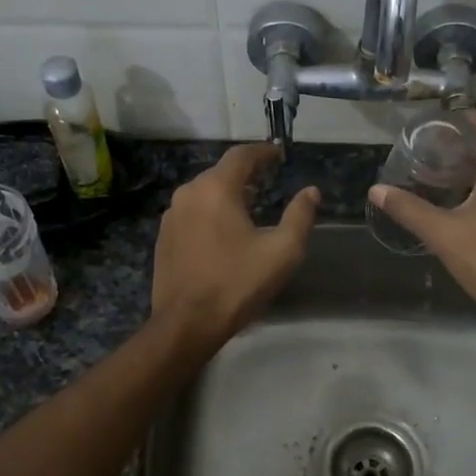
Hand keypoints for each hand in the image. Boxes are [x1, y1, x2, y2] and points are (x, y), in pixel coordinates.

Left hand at [151, 144, 319, 354]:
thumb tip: (311, 191)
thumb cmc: (237, 283)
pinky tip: (224, 229)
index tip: (279, 154)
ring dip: (227, 192)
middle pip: (221, 172)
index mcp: (216, 189)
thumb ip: (300, 216)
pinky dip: (211, 210)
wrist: (186, 323)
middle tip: (268, 179)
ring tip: (250, 203)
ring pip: (204, 192)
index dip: (263, 151)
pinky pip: (192, 211)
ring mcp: (172, 215)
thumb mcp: (282, 251)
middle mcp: (189, 193)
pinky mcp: (164, 237)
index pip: (241, 155)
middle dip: (246, 172)